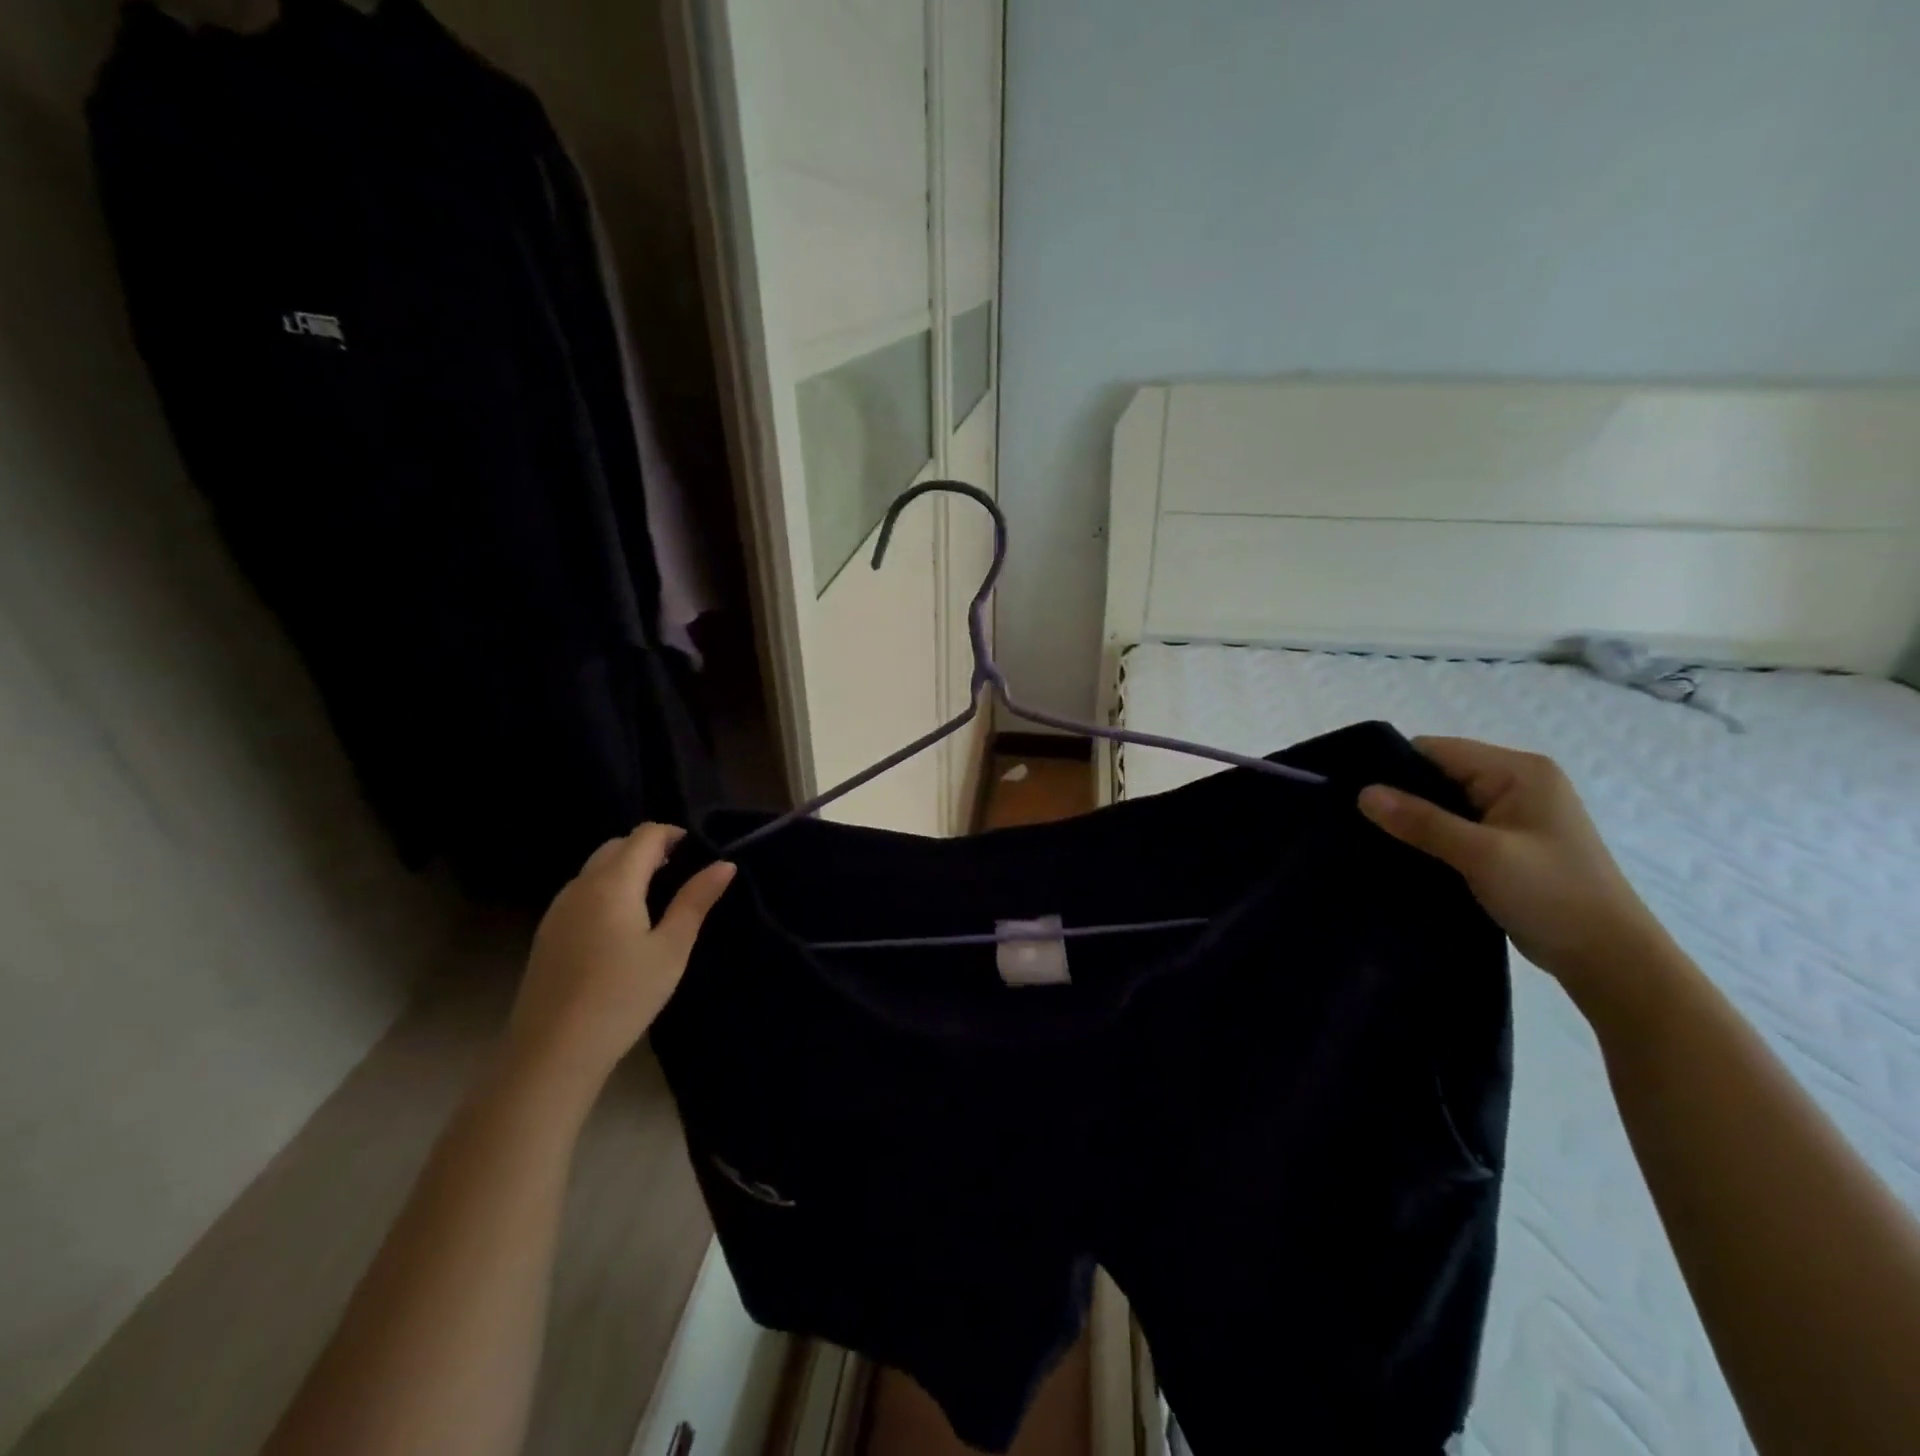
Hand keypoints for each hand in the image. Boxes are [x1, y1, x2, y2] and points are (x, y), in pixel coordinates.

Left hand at [502, 824, 734, 1103]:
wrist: (552, 1052)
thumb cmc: (622, 996)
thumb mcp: (671, 949)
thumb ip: (695, 901)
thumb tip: (724, 865)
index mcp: (613, 883)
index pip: (644, 835)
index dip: (673, 834)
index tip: (698, 851)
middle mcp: (580, 886)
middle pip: (616, 846)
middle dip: (649, 849)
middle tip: (680, 872)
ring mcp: (558, 909)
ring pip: (595, 869)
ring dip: (626, 869)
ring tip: (655, 897)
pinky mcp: (547, 933)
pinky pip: (581, 892)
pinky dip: (606, 890)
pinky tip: (621, 925)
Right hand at [1358, 737, 1673, 1008]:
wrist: (1609, 960)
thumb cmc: (1552, 896)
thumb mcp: (1482, 854)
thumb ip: (1421, 821)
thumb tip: (1363, 793)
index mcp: (1518, 771)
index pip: (1436, 751)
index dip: (1393, 768)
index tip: (1353, 795)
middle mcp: (1517, 783)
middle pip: (1438, 774)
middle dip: (1400, 796)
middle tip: (1356, 821)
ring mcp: (1514, 814)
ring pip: (1444, 803)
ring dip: (1414, 820)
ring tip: (1371, 839)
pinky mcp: (1507, 842)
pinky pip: (1455, 826)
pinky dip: (1430, 838)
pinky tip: (1403, 854)